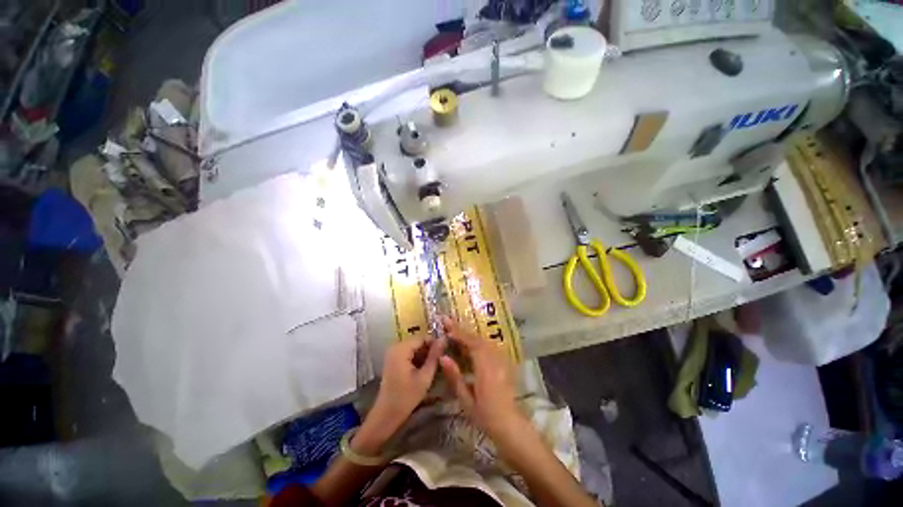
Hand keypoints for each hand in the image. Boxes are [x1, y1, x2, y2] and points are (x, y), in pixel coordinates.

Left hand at [355, 338, 443, 454]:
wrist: (386, 415)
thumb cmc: (406, 397)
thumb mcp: (424, 377)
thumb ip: (434, 357)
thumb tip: (444, 340)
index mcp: (401, 348)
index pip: (423, 337)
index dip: (436, 343)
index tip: (447, 350)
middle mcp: (395, 346)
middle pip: (418, 342)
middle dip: (430, 349)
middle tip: (443, 359)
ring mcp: (393, 353)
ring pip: (414, 348)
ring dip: (425, 354)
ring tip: (436, 364)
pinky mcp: (393, 360)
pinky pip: (409, 353)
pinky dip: (417, 359)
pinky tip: (425, 368)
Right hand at [438, 316, 523, 437]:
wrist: (510, 425)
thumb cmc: (485, 415)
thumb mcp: (466, 400)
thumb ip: (454, 377)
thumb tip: (442, 357)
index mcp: (485, 368)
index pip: (471, 343)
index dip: (458, 332)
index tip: (446, 324)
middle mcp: (495, 359)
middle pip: (477, 339)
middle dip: (461, 330)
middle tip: (447, 323)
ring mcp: (501, 359)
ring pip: (484, 340)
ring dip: (469, 335)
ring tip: (455, 331)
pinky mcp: (504, 362)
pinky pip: (489, 346)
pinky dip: (478, 341)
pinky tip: (470, 343)